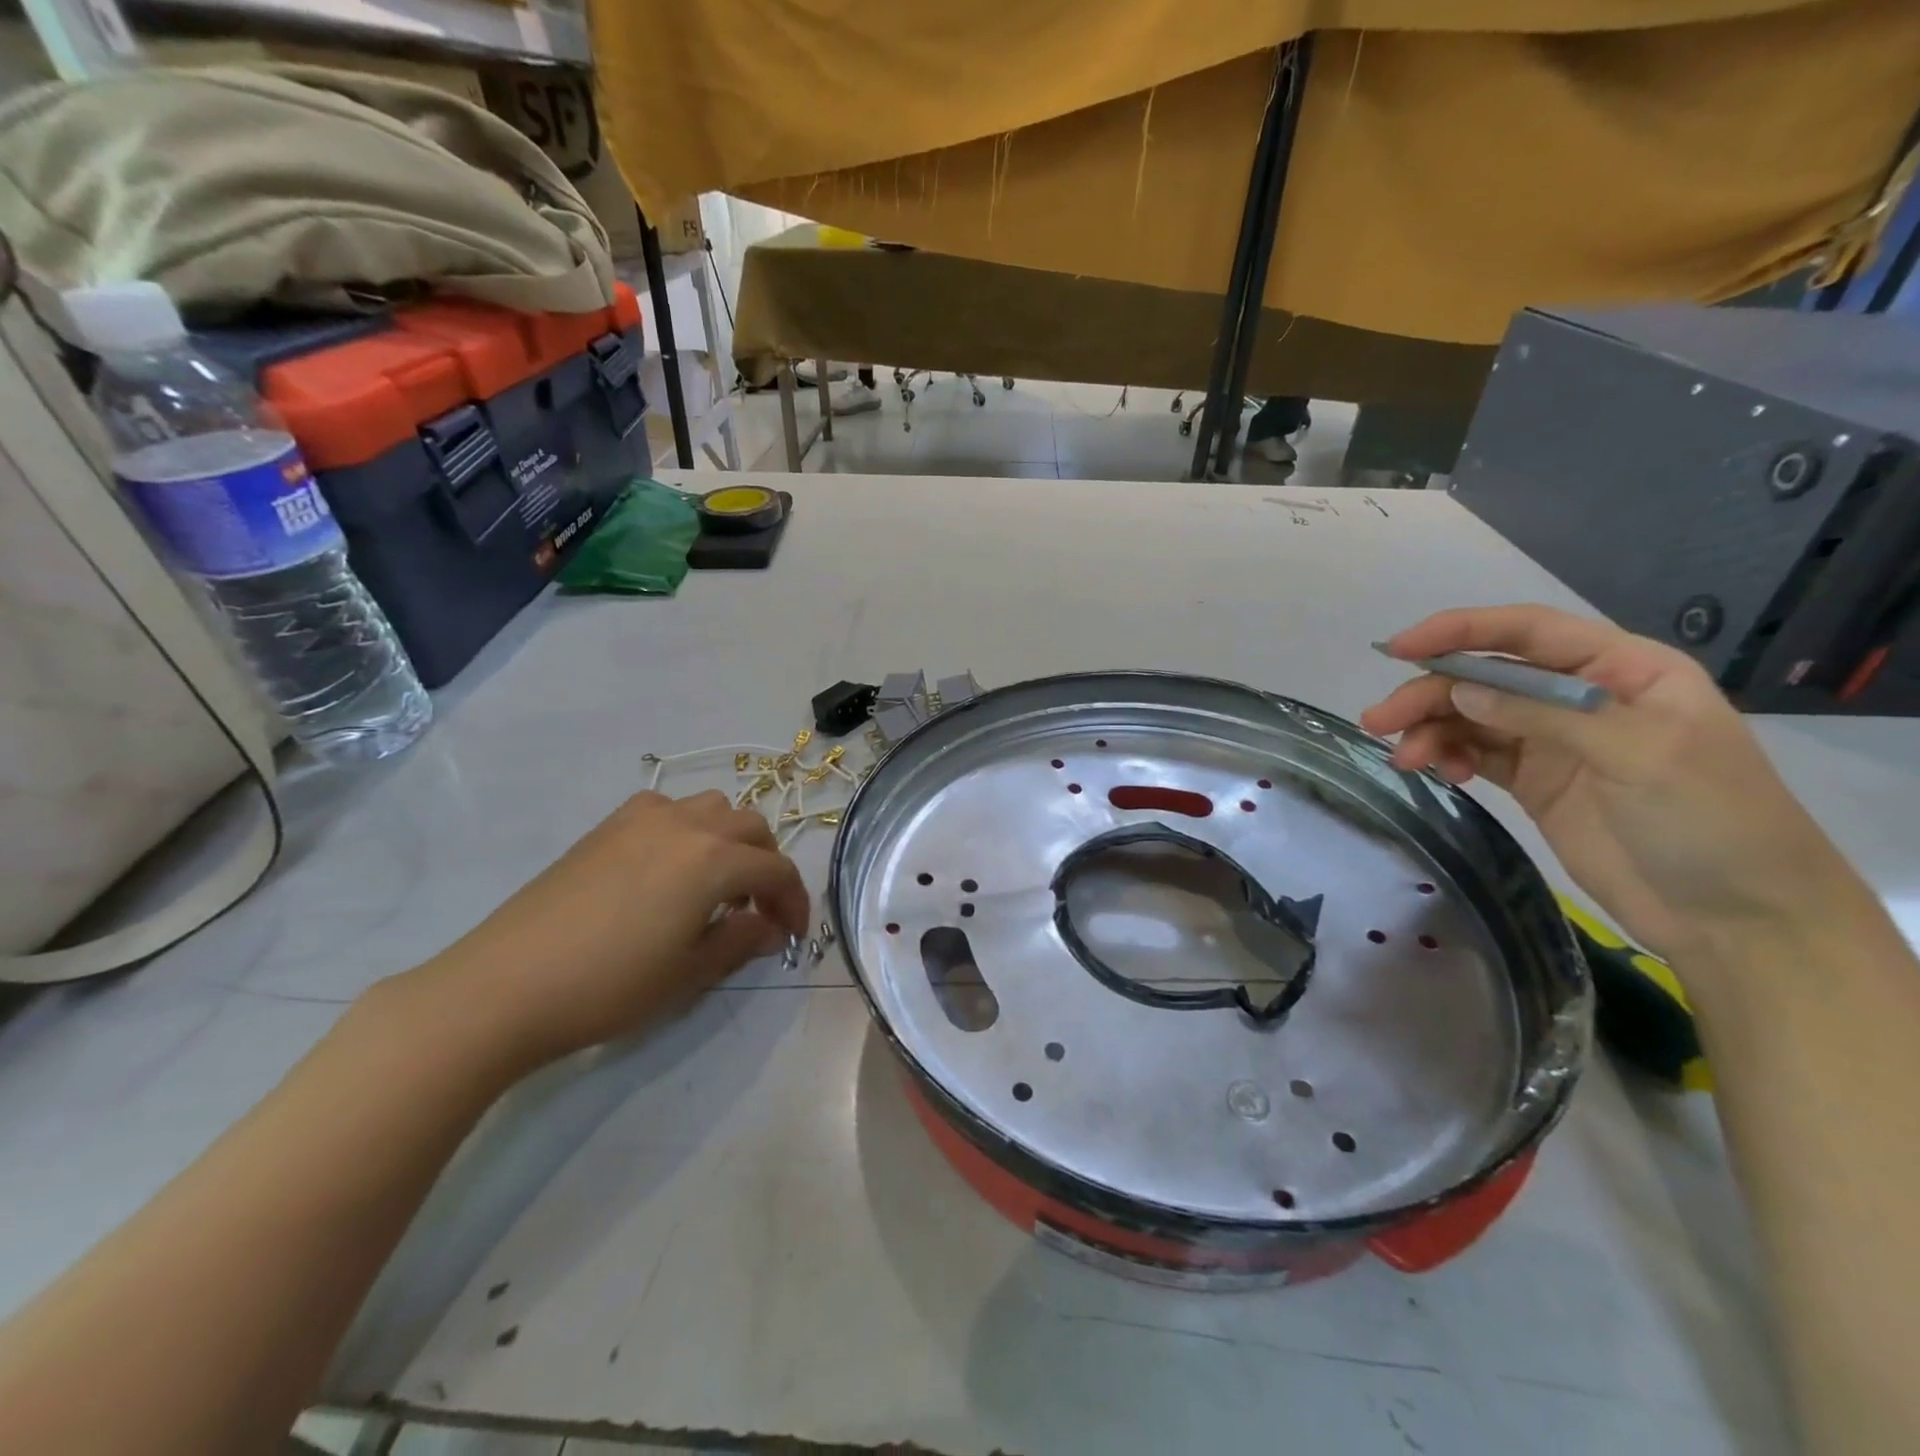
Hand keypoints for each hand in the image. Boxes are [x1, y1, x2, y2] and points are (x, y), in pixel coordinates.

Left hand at [417, 791, 809, 1069]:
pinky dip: (688, 830)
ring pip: (712, 808)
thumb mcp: (690, 974)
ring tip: (718, 885)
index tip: (792, 936)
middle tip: (759, 912)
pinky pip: (668, 809)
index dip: (795, 903)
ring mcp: (642, 818)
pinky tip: (669, 868)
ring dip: (731, 840)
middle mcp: (686, 824)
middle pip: (751, 828)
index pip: (777, 870)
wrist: (505, 986)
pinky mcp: (607, 826)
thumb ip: (741, 941)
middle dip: (767, 867)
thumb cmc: (610, 986)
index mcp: (714, 860)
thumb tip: (770, 928)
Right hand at [1360, 605, 1853, 961]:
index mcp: (1622, 670)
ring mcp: (1554, 741)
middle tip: (1378, 722)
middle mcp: (1581, 696)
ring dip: (1430, 730)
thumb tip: (1459, 691)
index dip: (1461, 631)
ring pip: (1470, 717)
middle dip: (1429, 693)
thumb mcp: (1638, 754)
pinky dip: (1449, 757)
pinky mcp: (1533, 782)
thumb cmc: (1711, 820)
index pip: (1529, 632)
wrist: (1736, 916)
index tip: (1399, 648)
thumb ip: (1543, 716)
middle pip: (1486, 677)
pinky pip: (1475, 754)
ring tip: (1403, 760)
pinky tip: (1443, 775)